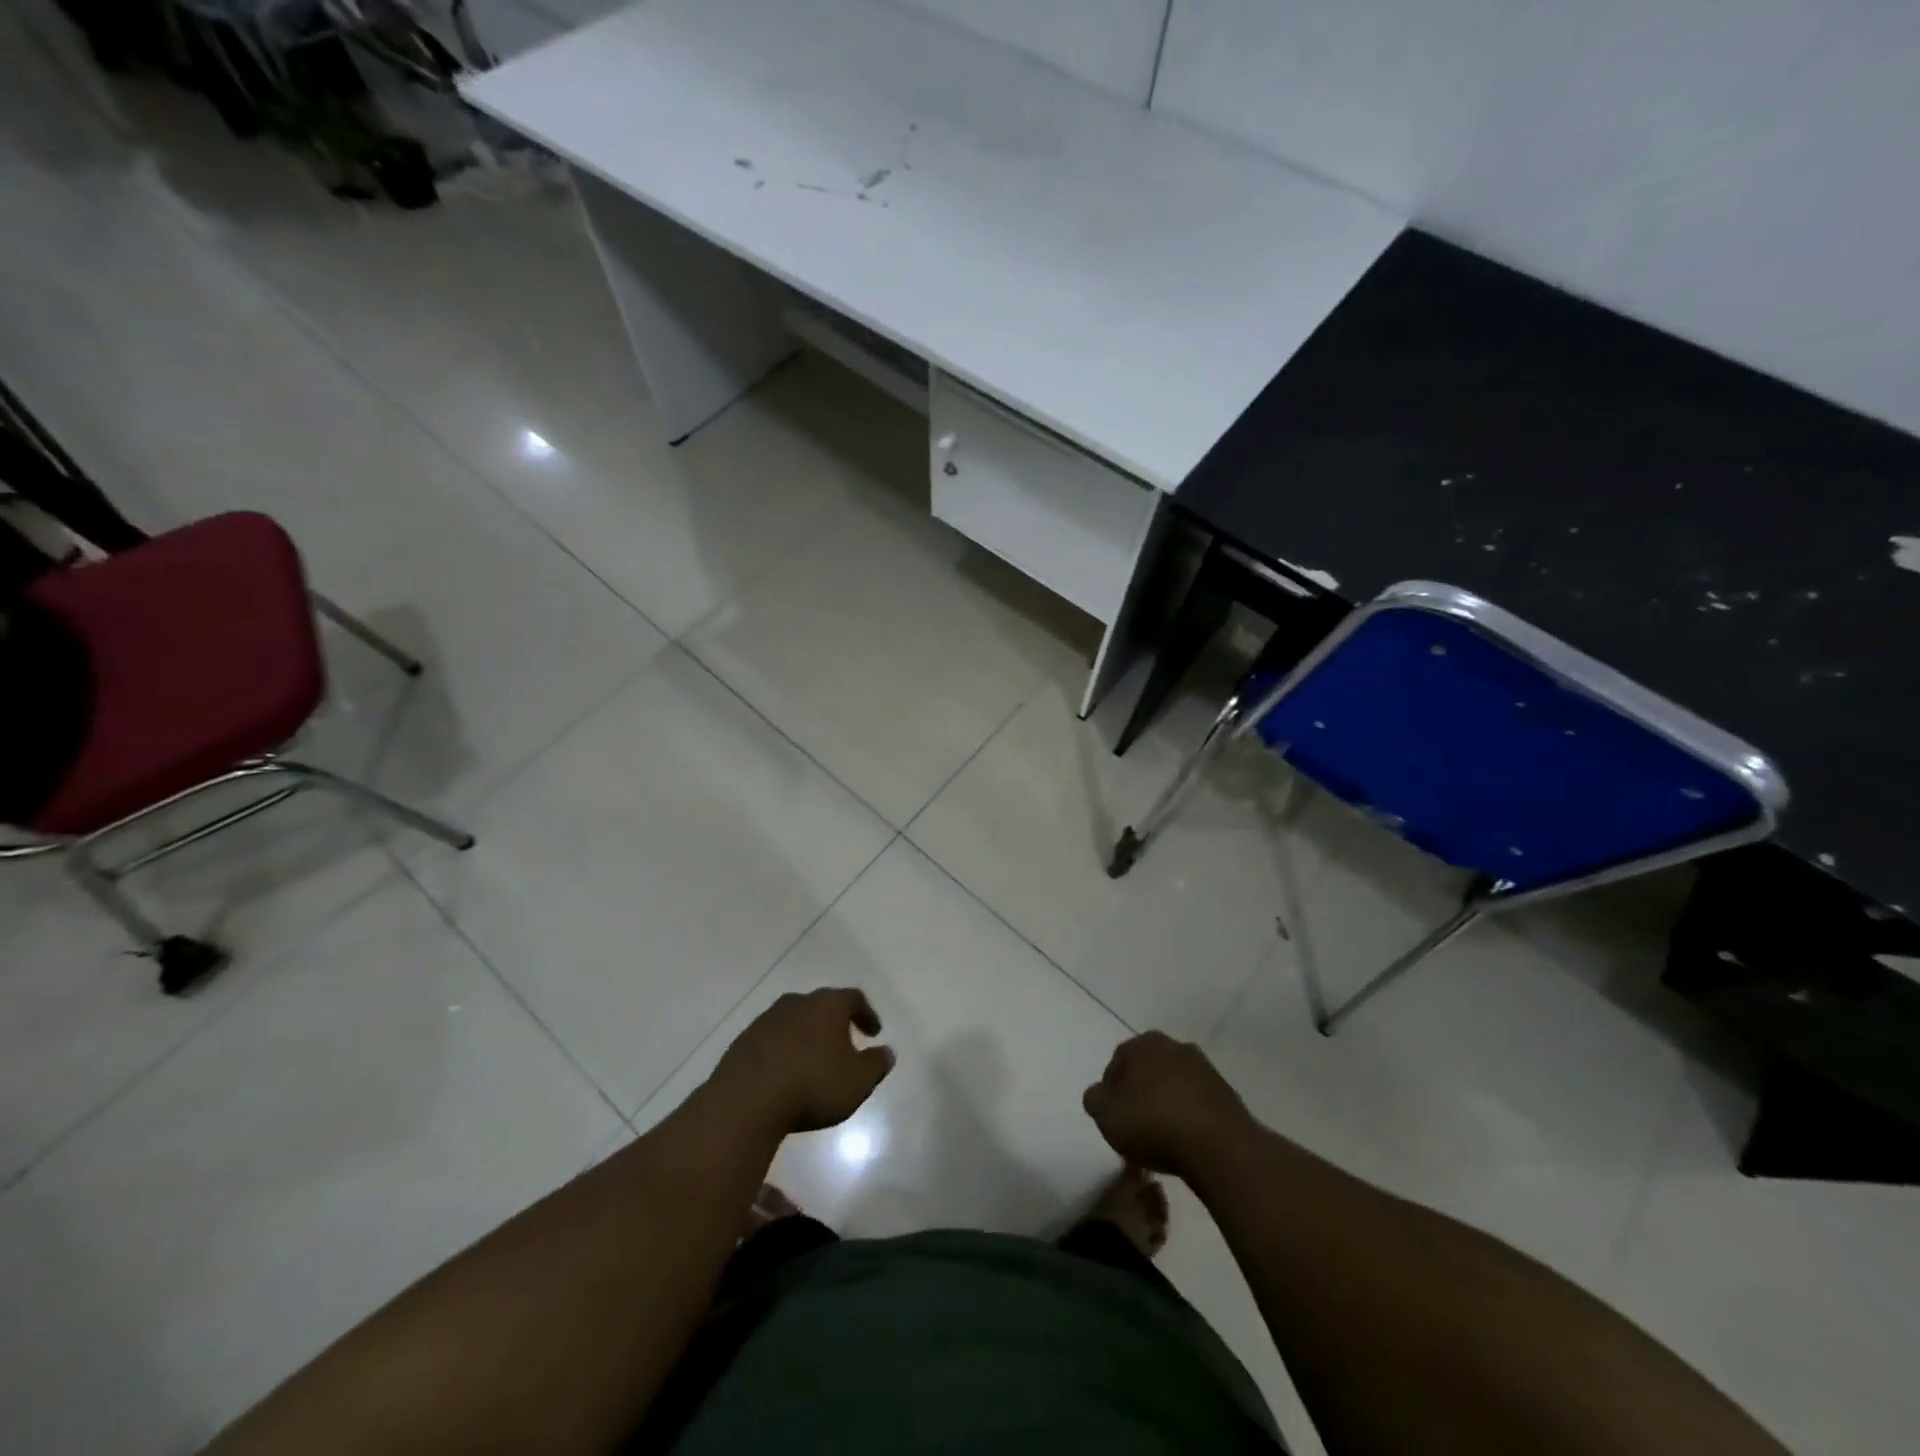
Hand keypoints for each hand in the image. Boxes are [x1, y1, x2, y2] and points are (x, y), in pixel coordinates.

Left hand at [708, 988, 894, 1134]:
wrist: (746, 1100)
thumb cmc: (812, 1085)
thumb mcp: (857, 1081)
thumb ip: (876, 1064)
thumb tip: (887, 1052)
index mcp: (828, 1005)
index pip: (854, 998)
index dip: (867, 1014)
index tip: (874, 1032)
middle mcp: (798, 1002)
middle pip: (822, 1005)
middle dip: (835, 1023)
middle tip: (844, 1043)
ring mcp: (767, 1019)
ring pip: (795, 1020)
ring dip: (807, 1036)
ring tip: (813, 1060)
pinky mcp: (744, 1040)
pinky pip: (772, 1039)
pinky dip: (784, 1050)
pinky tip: (785, 1072)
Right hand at [1083, 1032, 1259, 1179]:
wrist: (1217, 1145)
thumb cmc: (1152, 1122)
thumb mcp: (1105, 1114)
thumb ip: (1095, 1099)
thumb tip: (1101, 1095)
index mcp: (1142, 1043)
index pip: (1117, 1063)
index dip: (1111, 1092)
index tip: (1114, 1118)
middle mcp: (1174, 1046)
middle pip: (1148, 1071)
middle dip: (1140, 1094)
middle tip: (1136, 1127)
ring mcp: (1204, 1068)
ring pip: (1174, 1085)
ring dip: (1167, 1105)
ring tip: (1163, 1139)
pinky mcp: (1226, 1093)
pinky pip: (1197, 1103)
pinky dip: (1189, 1117)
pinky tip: (1186, 1143)